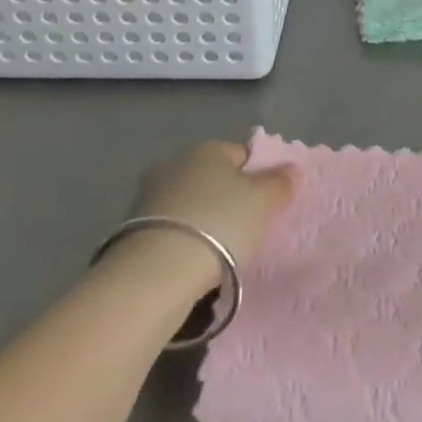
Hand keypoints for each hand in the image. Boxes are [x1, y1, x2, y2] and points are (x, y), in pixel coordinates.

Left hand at [122, 141, 295, 284]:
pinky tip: (193, 263)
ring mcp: (149, 196)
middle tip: (246, 228)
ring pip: (190, 204)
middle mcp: (175, 163)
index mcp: (208, 149)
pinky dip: (183, 241)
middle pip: (212, 178)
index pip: (241, 154)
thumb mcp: (262, 202)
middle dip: (227, 198)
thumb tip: (290, 169)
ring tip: (219, 252)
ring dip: (202, 221)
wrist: (157, 272)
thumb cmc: (220, 225)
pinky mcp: (131, 230)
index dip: (258, 177)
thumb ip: (279, 183)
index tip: (266, 204)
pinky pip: (171, 230)